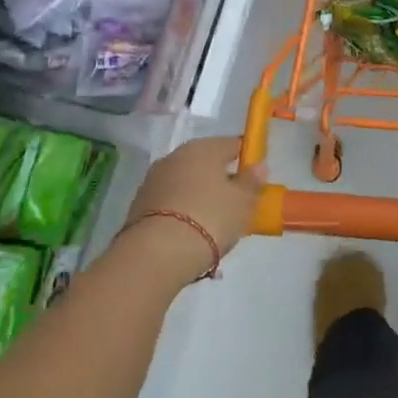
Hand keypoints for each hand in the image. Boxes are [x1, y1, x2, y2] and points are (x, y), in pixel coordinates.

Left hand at [124, 137, 265, 286]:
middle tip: (236, 205)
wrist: (157, 253)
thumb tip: (258, 165)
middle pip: (206, 163)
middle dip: (221, 180)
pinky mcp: (139, 205)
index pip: (232, 144)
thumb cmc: (210, 218)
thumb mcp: (243, 203)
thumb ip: (252, 182)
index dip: (247, 158)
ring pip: (186, 183)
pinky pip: (171, 202)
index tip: (255, 179)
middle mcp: (175, 157)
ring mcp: (153, 180)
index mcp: (203, 148)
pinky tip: (191, 233)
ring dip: (200, 197)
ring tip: (214, 225)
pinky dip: (182, 212)